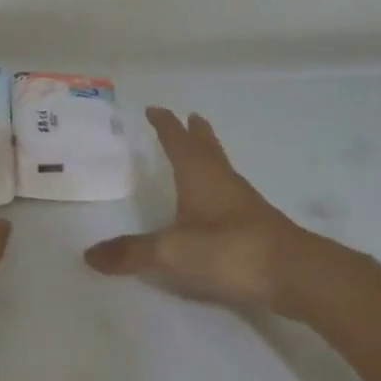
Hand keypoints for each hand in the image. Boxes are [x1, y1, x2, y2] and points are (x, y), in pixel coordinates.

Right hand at [84, 107, 340, 322]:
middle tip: (190, 116)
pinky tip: (217, 202)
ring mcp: (243, 201)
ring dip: (210, 155)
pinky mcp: (256, 223)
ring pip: (221, 168)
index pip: (177, 140)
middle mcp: (222, 179)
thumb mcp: (170, 252)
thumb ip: (131, 253)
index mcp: (199, 174)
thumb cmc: (227, 249)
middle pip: (207, 147)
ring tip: (201, 152)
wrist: (291, 272)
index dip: (165, 124)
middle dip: (195, 132)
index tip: (154, 109)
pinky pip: (231, 193)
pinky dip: (219, 185)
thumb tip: (89, 256)